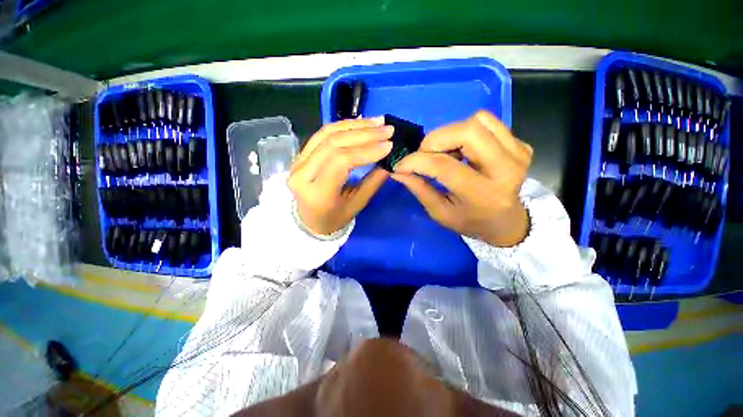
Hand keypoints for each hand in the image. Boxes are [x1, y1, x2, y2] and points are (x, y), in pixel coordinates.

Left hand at [288, 117, 393, 234]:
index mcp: (317, 193)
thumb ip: (373, 182)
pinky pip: (322, 134)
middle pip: (334, 144)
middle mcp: (302, 174)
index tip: (389, 144)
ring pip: (327, 134)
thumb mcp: (356, 206)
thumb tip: (389, 160)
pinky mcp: (301, 154)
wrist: (309, 221)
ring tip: (378, 122)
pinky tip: (361, 124)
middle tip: (387, 129)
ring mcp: (298, 161)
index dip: (366, 150)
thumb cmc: (334, 219)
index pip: (341, 162)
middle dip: (364, 134)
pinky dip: (344, 126)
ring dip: (355, 126)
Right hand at [391, 111, 531, 246]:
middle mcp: (506, 169)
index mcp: (482, 194)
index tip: (400, 165)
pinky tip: (462, 149)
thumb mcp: (440, 213)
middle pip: (467, 132)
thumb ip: (419, 189)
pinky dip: (466, 130)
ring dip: (451, 134)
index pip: (444, 166)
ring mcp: (517, 153)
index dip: (415, 161)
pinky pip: (488, 122)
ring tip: (445, 153)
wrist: (506, 222)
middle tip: (424, 154)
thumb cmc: (470, 221)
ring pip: (477, 121)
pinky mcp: (521, 145)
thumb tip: (397, 171)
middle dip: (435, 140)